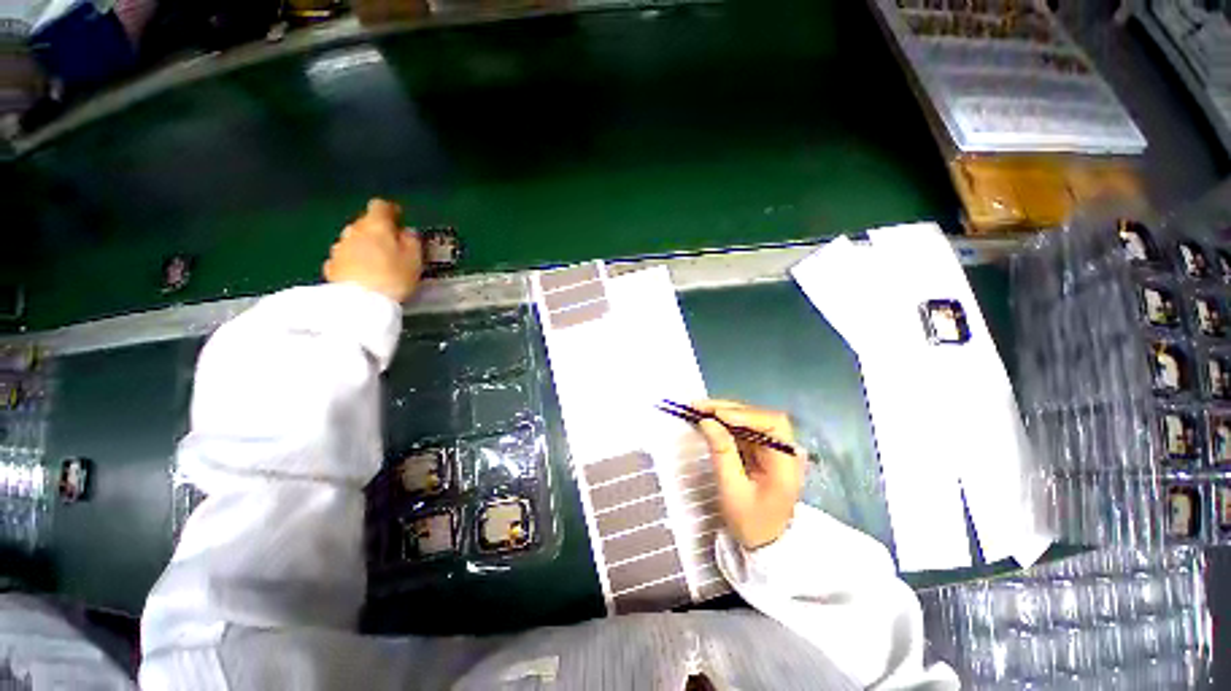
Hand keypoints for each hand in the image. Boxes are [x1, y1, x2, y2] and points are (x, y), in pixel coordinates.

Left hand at [323, 198, 423, 302]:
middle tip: (392, 245)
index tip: (399, 218)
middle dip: (377, 230)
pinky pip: (345, 258)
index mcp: (376, 225)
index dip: (391, 210)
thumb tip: (407, 232)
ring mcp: (339, 248)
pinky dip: (354, 261)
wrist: (360, 303)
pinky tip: (362, 273)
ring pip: (353, 240)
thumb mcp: (414, 259)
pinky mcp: (331, 266)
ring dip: (365, 246)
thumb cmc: (394, 277)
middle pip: (365, 223)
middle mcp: (353, 230)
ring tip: (378, 262)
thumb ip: (412, 241)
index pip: (380, 206)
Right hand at [694, 399, 804, 549]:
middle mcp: (784, 449)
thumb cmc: (751, 522)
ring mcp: (774, 448)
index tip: (717, 415)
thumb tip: (707, 421)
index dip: (745, 415)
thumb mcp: (732, 490)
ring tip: (699, 410)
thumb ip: (722, 452)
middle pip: (760, 417)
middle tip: (699, 407)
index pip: (772, 425)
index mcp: (786, 463)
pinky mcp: (762, 449)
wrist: (764, 543)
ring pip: (749, 419)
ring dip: (724, 413)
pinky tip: (708, 419)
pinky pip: (744, 429)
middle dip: (729, 409)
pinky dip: (725, 423)